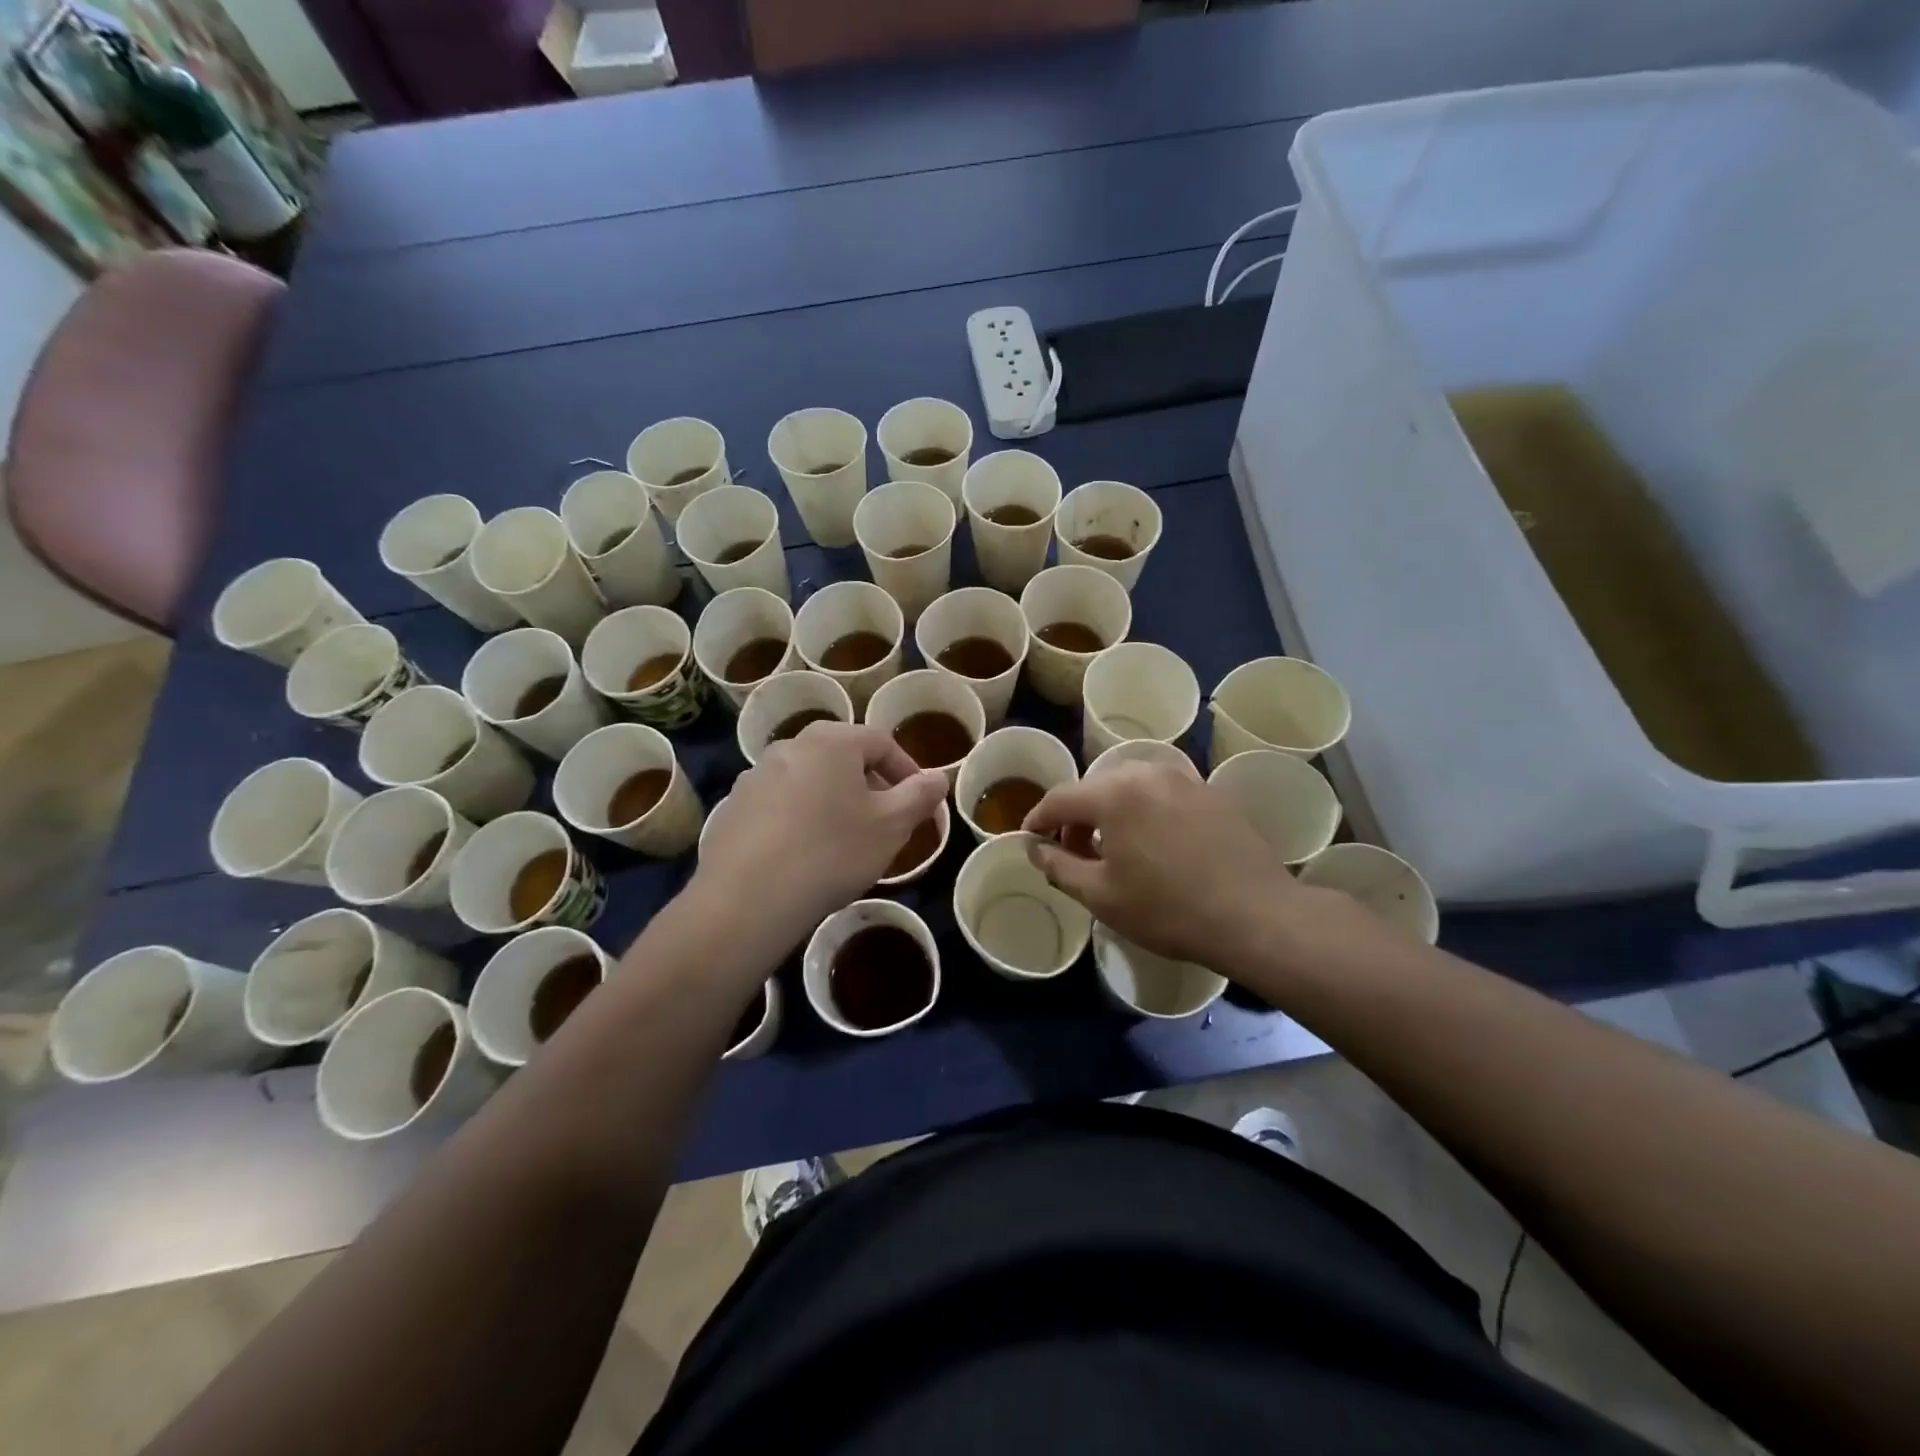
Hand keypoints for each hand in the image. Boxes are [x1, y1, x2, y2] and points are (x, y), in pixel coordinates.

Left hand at [694, 721, 947, 942]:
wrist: (747, 899)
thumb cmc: (832, 852)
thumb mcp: (891, 826)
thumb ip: (919, 796)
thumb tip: (939, 776)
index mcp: (831, 740)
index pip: (882, 742)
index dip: (907, 770)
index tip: (919, 802)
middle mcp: (789, 746)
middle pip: (841, 757)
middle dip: (868, 785)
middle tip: (884, 821)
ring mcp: (754, 776)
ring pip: (808, 781)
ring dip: (831, 801)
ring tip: (843, 841)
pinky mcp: (732, 809)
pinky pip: (778, 805)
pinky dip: (797, 820)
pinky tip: (802, 855)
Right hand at [1022, 762, 1310, 970]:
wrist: (1255, 916)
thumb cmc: (1168, 908)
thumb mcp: (1101, 895)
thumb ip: (1059, 866)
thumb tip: (1035, 848)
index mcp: (1115, 792)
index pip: (1060, 797)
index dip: (1038, 819)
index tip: (1030, 840)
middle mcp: (1147, 772)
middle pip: (1095, 788)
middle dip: (1076, 818)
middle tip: (1073, 853)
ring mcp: (1184, 779)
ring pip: (1129, 788)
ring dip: (1110, 813)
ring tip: (1114, 851)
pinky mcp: (1210, 793)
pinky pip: (1160, 794)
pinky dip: (1143, 812)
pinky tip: (1153, 846)